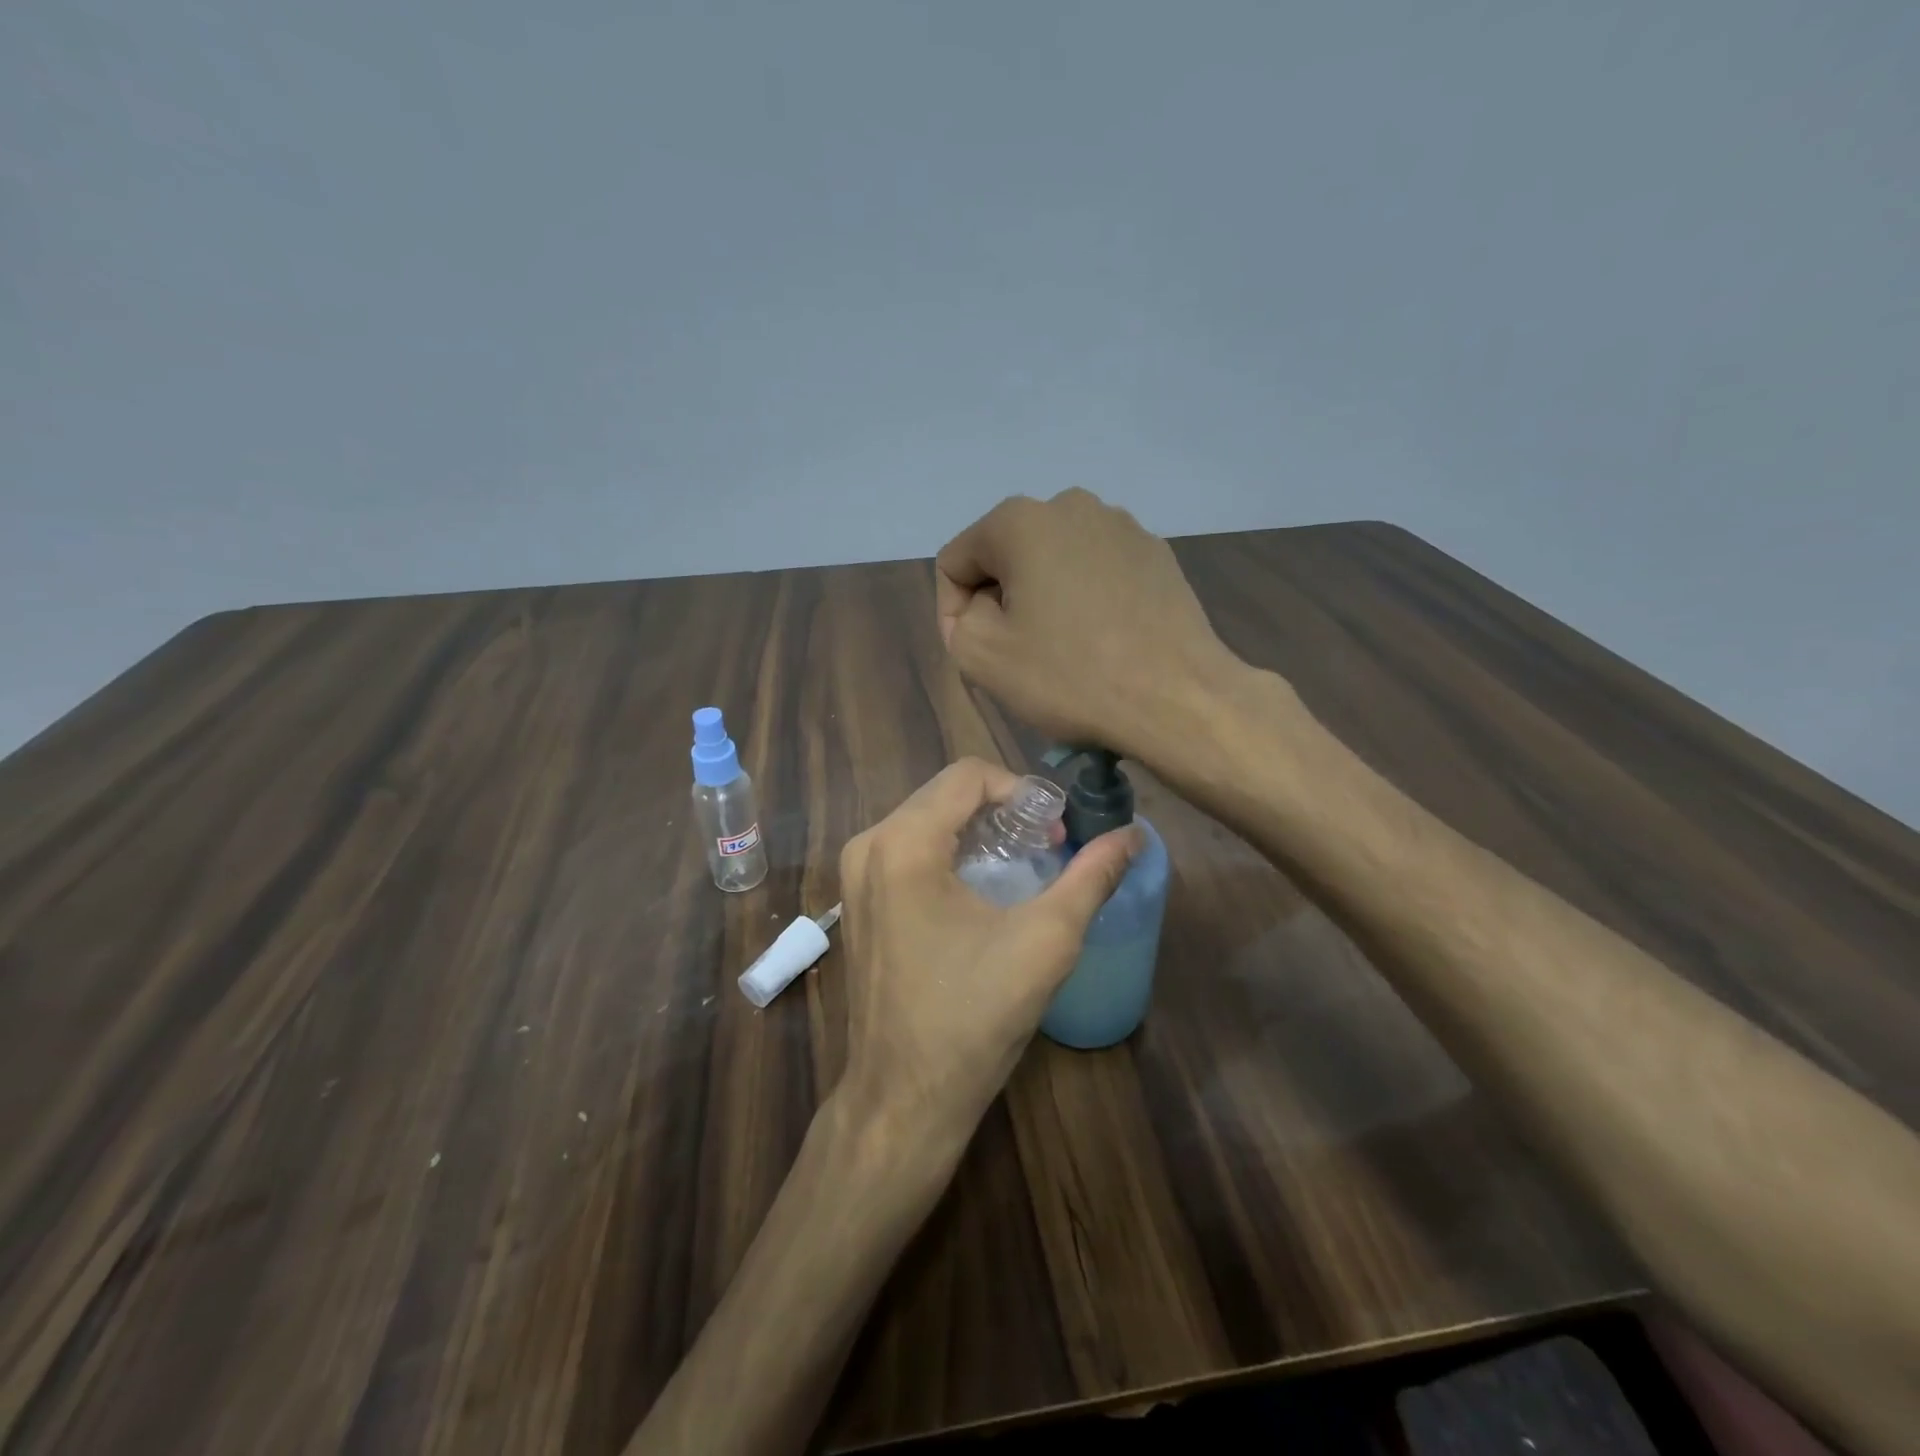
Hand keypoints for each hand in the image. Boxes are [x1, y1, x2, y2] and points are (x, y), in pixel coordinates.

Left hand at [836, 758, 1139, 1150]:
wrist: (903, 1098)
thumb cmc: (973, 1017)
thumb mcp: (1045, 941)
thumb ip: (1092, 877)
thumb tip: (1135, 834)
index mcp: (904, 842)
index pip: (969, 775)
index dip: (1022, 790)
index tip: (1058, 829)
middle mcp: (869, 845)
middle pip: (945, 793)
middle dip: (1002, 808)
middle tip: (1048, 845)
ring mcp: (855, 875)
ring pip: (926, 819)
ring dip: (978, 829)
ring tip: (1023, 863)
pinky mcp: (857, 901)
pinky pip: (907, 849)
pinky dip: (950, 851)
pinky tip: (982, 887)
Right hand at [935, 488, 1244, 762]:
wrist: (1178, 699)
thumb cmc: (1071, 676)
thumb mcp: (981, 656)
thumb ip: (957, 620)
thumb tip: (981, 607)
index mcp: (1020, 520)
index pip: (956, 562)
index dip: (954, 613)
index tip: (978, 654)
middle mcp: (1070, 505)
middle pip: (1006, 557)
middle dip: (1001, 602)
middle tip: (1019, 655)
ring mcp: (1121, 526)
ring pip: (1053, 563)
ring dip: (1044, 600)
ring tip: (1065, 649)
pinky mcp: (1156, 553)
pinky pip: (1097, 572)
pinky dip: (1086, 600)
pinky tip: (1103, 640)